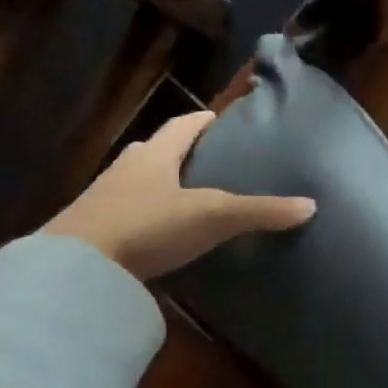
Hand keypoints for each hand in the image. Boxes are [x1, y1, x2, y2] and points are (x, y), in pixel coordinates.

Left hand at [42, 111, 314, 280]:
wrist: (78, 267)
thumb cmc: (147, 227)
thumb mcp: (212, 217)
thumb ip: (260, 212)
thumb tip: (310, 206)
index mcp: (155, 154)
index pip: (184, 125)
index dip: (204, 121)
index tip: (220, 119)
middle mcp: (127, 167)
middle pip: (158, 150)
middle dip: (182, 152)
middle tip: (210, 162)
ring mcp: (105, 198)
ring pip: (139, 181)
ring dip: (161, 184)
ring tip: (189, 199)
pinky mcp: (94, 229)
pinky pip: (128, 212)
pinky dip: (147, 215)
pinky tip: (160, 233)